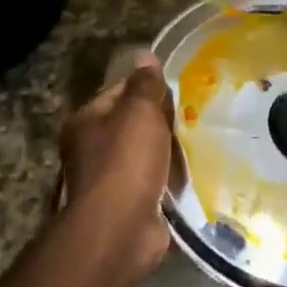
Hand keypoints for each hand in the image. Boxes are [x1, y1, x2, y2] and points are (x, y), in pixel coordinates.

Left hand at [59, 54, 175, 274]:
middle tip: (195, 114)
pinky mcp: (128, 205)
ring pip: (145, 154)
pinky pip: (154, 183)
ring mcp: (108, 180)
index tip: (178, 87)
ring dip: (168, 151)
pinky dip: (169, 179)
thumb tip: (145, 56)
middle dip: (161, 120)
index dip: (147, 85)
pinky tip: (191, 173)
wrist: (119, 230)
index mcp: (87, 121)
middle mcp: (91, 149)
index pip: (119, 90)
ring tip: (200, 141)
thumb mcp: (139, 113)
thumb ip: (145, 85)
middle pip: (131, 124)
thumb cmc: (125, 163)